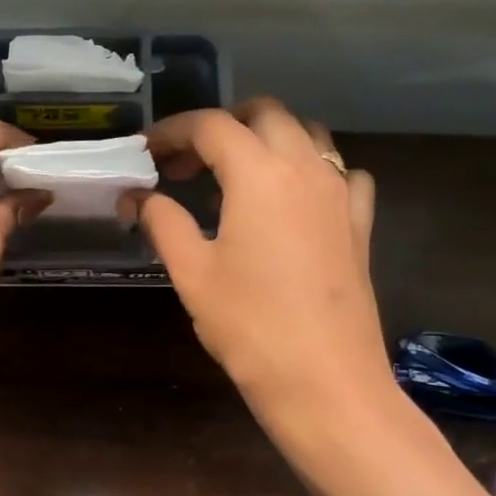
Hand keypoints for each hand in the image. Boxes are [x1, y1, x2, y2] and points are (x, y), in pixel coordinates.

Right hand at [129, 98, 391, 422]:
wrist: (325, 381)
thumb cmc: (249, 325)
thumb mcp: (192, 272)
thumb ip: (162, 222)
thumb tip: (135, 197)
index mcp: (259, 174)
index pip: (211, 126)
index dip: (172, 132)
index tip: (147, 153)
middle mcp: (305, 167)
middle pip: (264, 114)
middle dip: (221, 126)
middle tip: (186, 163)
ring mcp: (340, 193)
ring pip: (306, 134)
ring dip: (266, 138)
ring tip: (233, 175)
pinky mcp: (359, 222)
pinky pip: (340, 172)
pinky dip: (310, 169)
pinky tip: (292, 200)